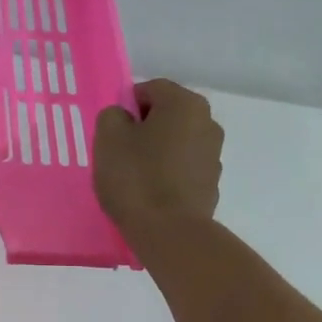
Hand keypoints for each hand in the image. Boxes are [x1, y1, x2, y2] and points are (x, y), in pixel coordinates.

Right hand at [94, 79, 222, 238]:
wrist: (170, 232)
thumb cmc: (136, 177)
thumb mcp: (108, 138)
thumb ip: (112, 115)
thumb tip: (124, 118)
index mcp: (185, 104)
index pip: (150, 89)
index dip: (126, 105)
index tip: (111, 130)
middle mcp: (208, 122)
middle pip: (167, 115)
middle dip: (143, 128)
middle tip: (119, 151)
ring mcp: (214, 155)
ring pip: (176, 142)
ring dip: (157, 151)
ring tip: (134, 176)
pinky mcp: (212, 183)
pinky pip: (183, 168)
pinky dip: (167, 173)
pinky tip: (150, 193)